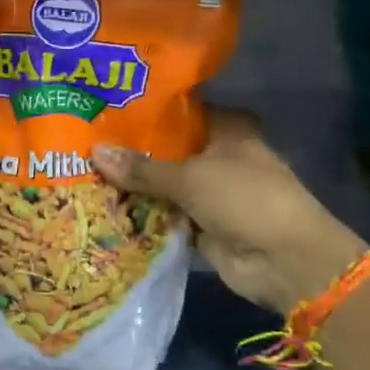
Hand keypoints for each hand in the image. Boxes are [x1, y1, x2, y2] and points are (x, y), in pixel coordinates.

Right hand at [91, 109, 368, 313]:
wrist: (286, 262)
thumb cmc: (245, 199)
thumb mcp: (189, 177)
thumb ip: (142, 168)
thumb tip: (94, 152)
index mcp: (227, 129)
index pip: (180, 111)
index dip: (147, 111)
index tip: (107, 107)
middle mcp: (218, 156)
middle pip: (168, 150)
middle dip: (132, 151)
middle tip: (84, 141)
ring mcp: (210, 193)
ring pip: (164, 184)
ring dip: (134, 186)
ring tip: (83, 172)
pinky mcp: (202, 225)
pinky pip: (165, 215)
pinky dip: (142, 215)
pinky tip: (103, 207)